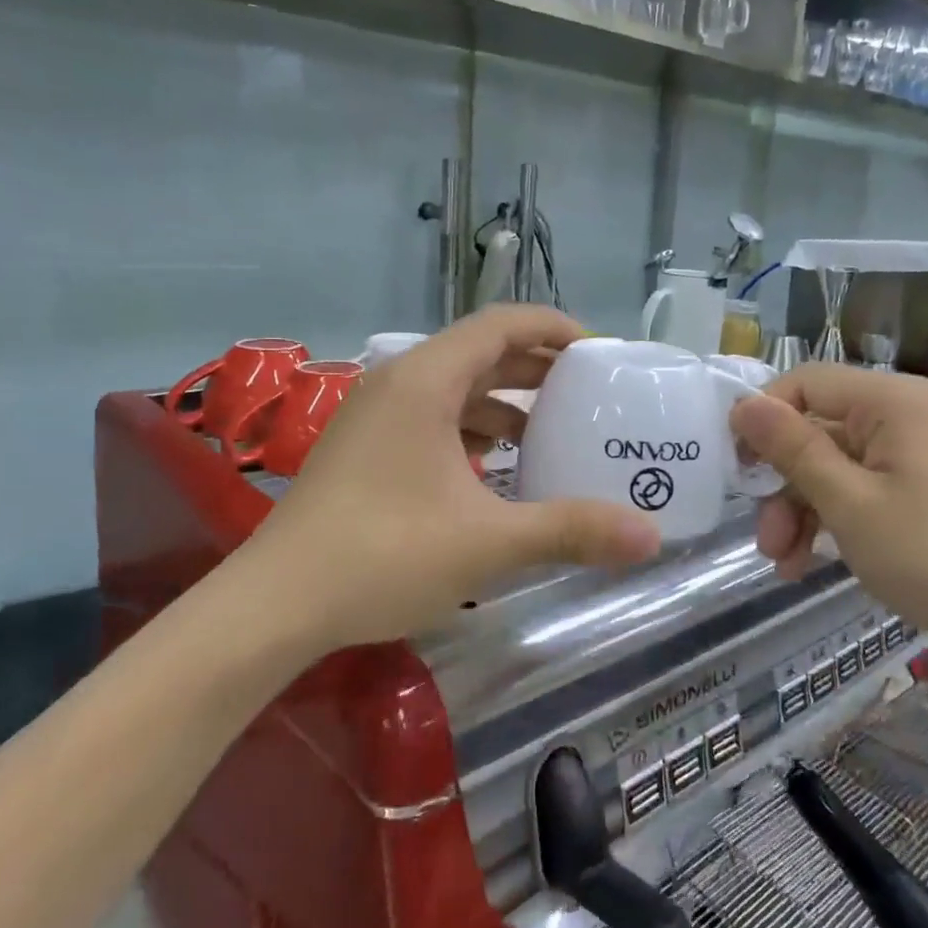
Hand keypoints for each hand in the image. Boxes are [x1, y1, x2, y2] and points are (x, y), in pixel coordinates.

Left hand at [227, 307, 661, 652]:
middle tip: (588, 392)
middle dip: (536, 367)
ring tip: (549, 431)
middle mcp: (397, 383)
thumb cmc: (384, 554)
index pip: (501, 324)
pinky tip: (493, 469)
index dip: (555, 329)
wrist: (276, 603)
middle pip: (479, 352)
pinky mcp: (363, 449)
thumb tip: (651, 537)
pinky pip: (430, 419)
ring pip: (453, 388)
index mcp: (425, 380)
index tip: (601, 353)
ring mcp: (373, 416)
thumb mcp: (489, 542)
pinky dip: (470, 431)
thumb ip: (572, 531)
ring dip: (502, 402)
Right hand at [729, 365, 927, 669]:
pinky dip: (835, 519)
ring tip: (786, 564)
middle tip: (765, 542)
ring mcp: (918, 451)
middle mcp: (906, 414)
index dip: (763, 419)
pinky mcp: (927, 485)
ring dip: (803, 512)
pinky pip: (864, 487)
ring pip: (836, 466)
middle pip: (818, 432)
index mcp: (892, 402)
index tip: (737, 468)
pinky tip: (812, 562)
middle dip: (783, 486)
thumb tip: (743, 404)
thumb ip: (792, 449)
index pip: (804, 383)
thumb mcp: (848, 503)